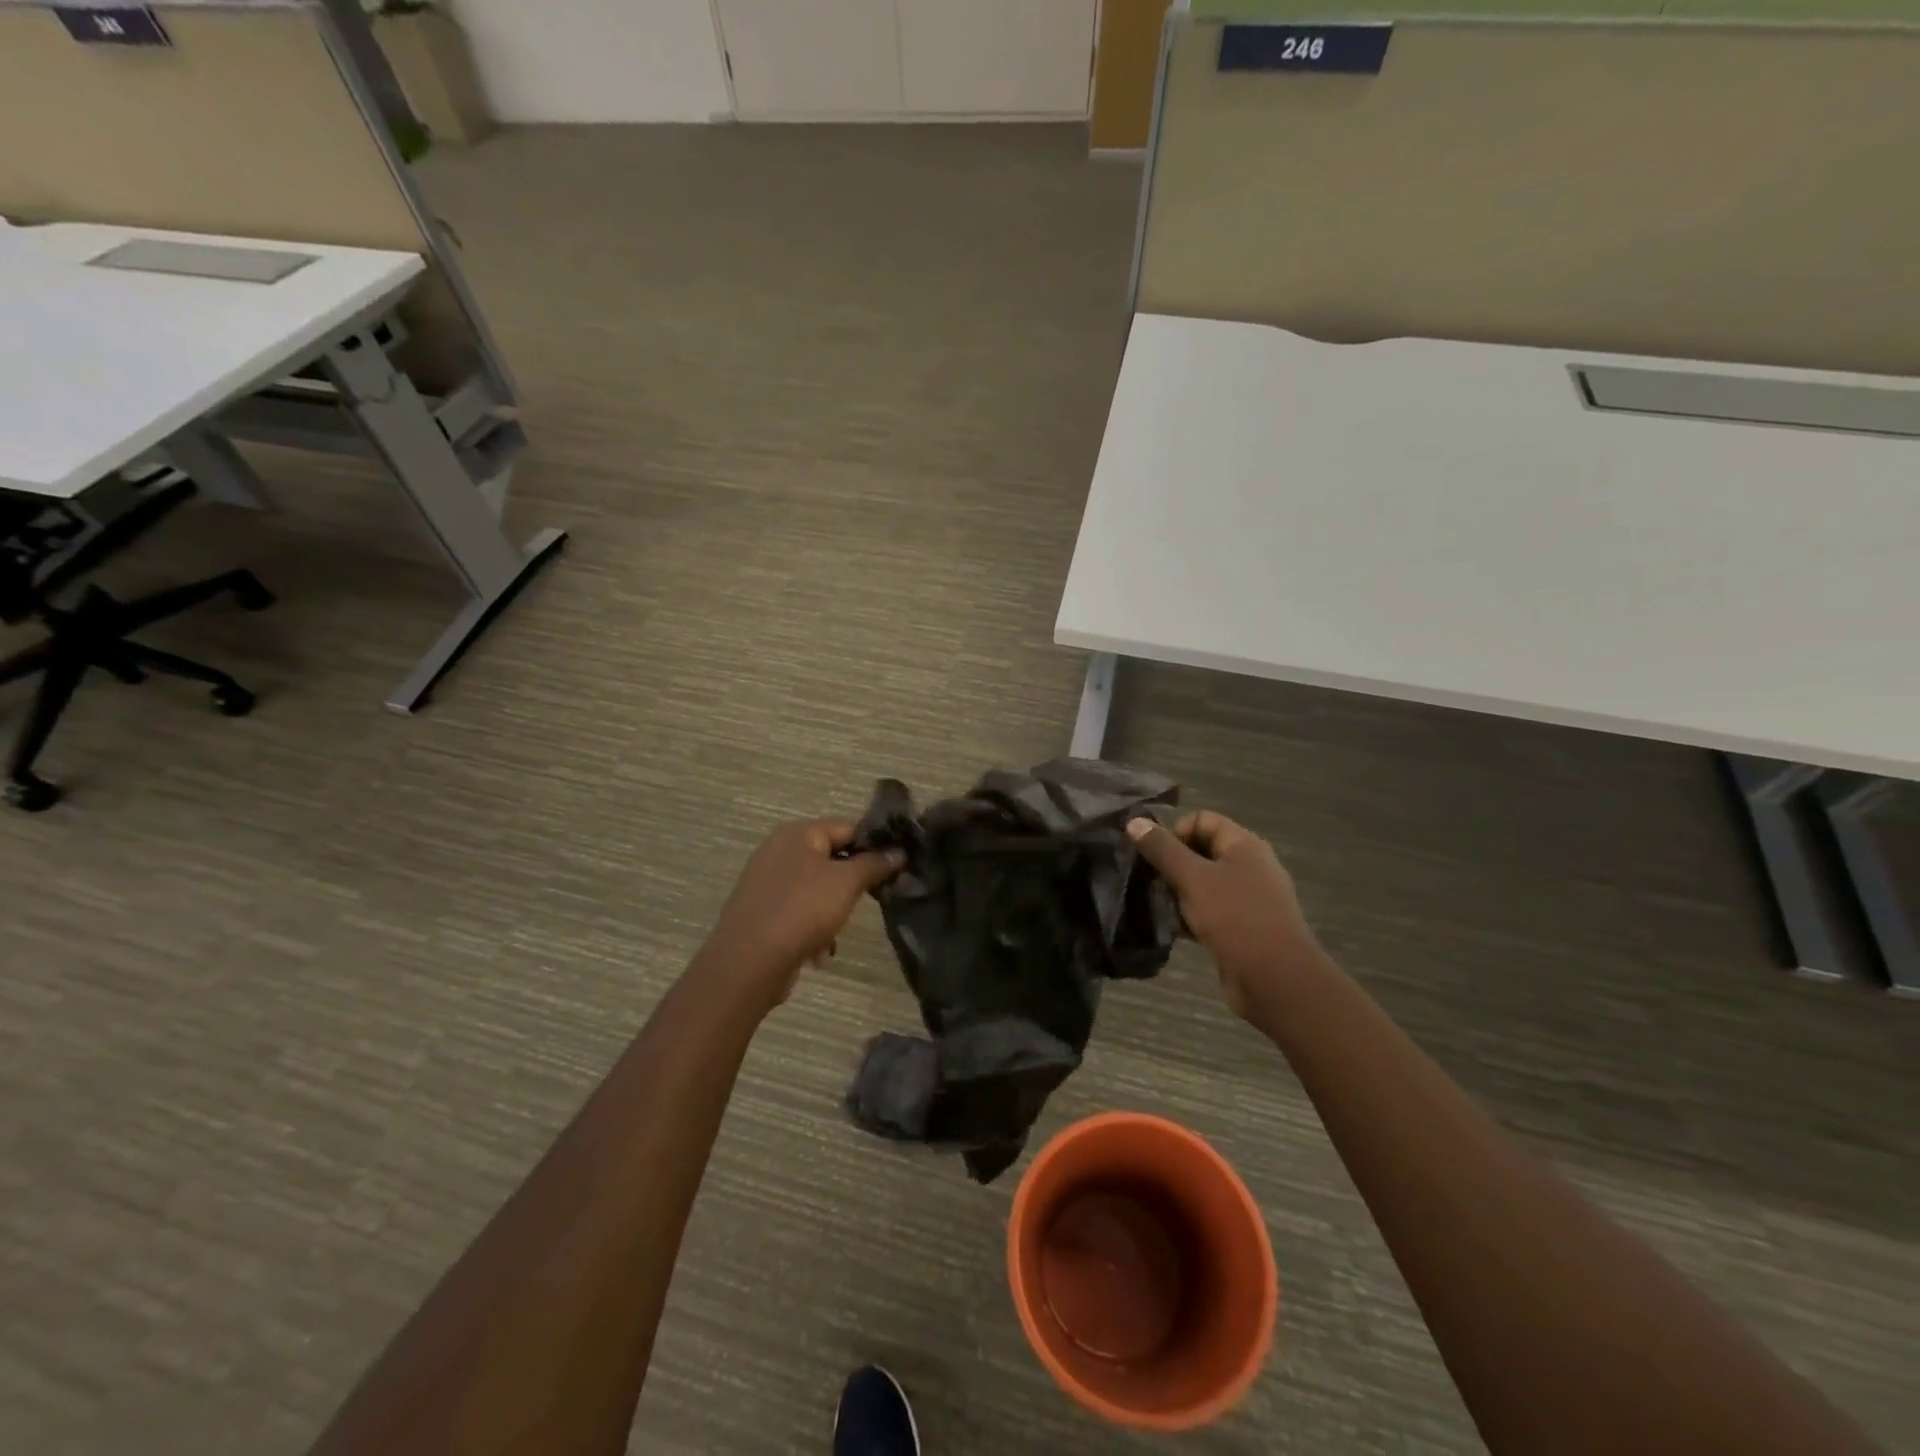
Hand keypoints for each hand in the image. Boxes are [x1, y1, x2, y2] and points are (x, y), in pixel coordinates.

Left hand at [697, 818, 903, 1015]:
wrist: (748, 963)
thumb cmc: (802, 910)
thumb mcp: (847, 882)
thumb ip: (875, 863)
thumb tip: (899, 852)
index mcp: (797, 834)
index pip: (848, 827)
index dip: (875, 844)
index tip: (898, 864)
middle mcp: (778, 851)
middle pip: (831, 858)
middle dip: (853, 882)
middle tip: (874, 898)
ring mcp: (767, 882)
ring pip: (817, 889)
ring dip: (834, 910)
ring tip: (838, 932)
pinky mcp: (762, 912)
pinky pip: (799, 912)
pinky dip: (813, 928)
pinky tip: (819, 952)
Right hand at [1127, 812, 1319, 1024]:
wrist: (1275, 980)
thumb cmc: (1235, 918)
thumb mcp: (1193, 878)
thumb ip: (1162, 849)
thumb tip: (1134, 821)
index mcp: (1244, 845)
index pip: (1202, 820)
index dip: (1175, 831)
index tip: (1153, 855)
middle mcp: (1249, 867)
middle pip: (1201, 851)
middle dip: (1171, 862)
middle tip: (1148, 879)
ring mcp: (1247, 899)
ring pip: (1203, 883)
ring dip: (1177, 891)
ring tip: (1154, 903)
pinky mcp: (1240, 928)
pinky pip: (1209, 911)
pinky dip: (1189, 915)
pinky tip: (1170, 927)